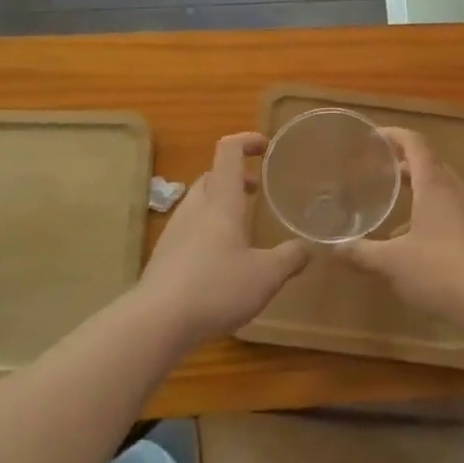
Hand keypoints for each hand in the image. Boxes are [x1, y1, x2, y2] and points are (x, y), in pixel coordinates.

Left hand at [138, 133, 308, 345]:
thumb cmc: (216, 287)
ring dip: (220, 204)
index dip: (246, 141)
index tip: (265, 146)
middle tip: (257, 191)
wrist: (156, 321)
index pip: (228, 152)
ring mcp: (174, 232)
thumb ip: (289, 258)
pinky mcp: (164, 256)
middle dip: (236, 177)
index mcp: (220, 202)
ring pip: (198, 203)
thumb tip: (307, 248)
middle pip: (212, 176)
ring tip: (241, 226)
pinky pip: (189, 229)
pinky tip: (220, 259)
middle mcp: (195, 209)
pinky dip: (207, 230)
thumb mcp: (266, 275)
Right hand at [347, 127, 463, 326]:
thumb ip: (361, 253)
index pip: (416, 145)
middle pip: (431, 164)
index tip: (375, 136)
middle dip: (405, 164)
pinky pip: (454, 211)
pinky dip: (434, 211)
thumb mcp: (392, 263)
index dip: (395, 135)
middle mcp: (457, 191)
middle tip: (379, 171)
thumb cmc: (441, 271)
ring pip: (444, 189)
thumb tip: (332, 247)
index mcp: (434, 185)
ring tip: (396, 203)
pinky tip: (419, 239)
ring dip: (421, 189)